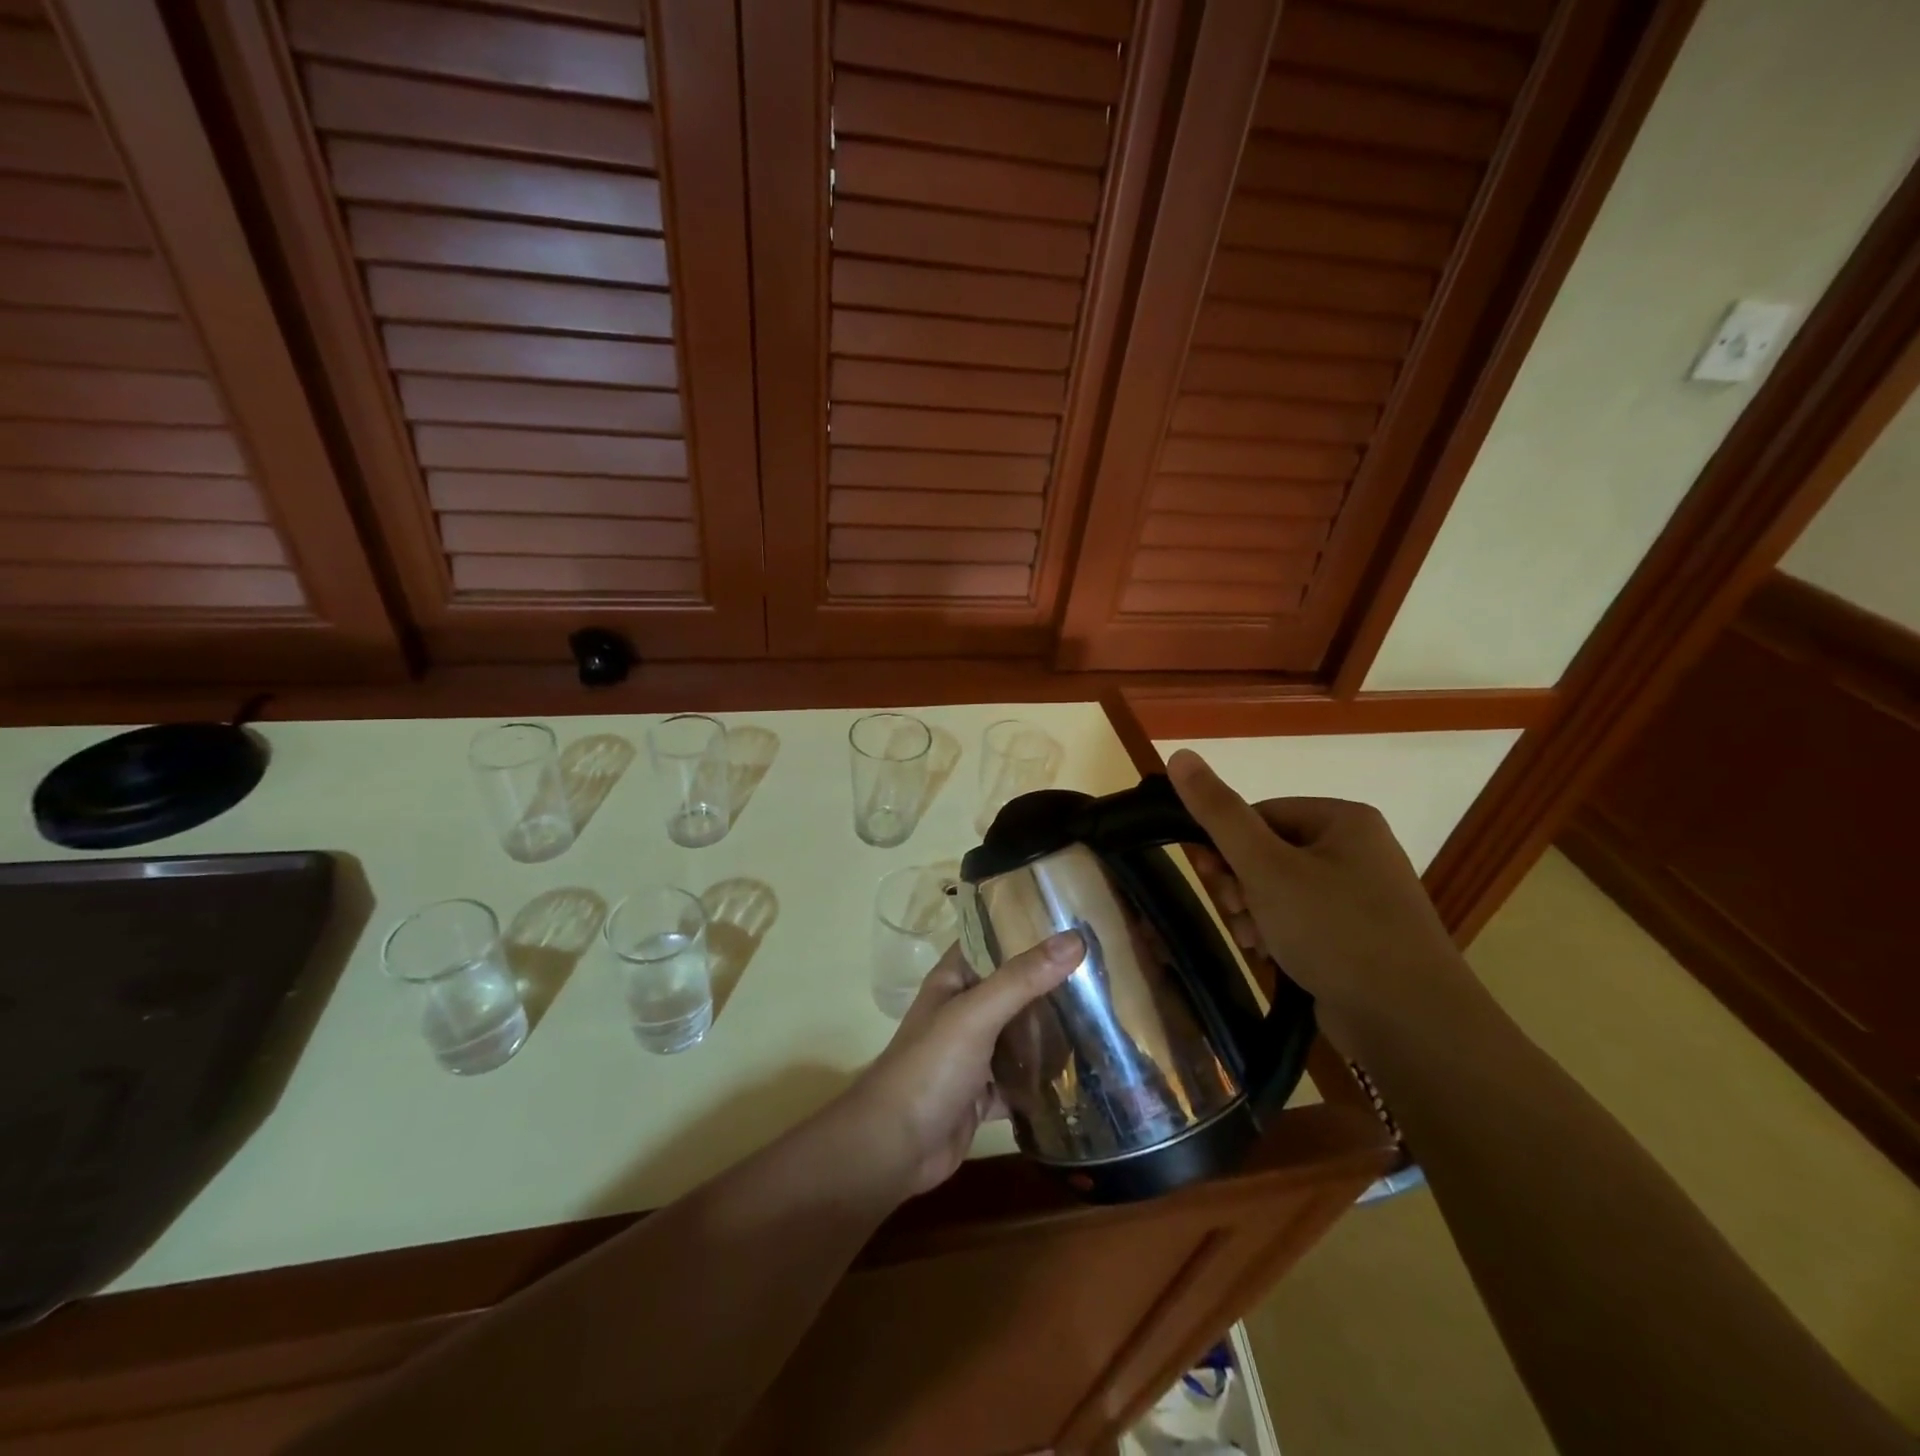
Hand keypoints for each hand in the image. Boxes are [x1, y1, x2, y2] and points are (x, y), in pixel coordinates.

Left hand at [839, 931, 1083, 1197]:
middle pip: (1014, 989)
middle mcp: (964, 1011)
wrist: (894, 1148)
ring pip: (1020, 1035)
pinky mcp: (984, 1093)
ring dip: (1052, 1032)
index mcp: (954, 980)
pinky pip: (1022, 1079)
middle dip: (1052, 985)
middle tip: (1105, 975)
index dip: (1028, 931)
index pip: (993, 941)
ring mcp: (974, 1054)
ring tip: (1105, 1018)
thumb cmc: (929, 1067)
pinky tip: (1083, 1076)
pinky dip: (1045, 1079)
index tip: (1077, 926)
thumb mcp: (976, 1014)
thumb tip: (1075, 939)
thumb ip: (1023, 978)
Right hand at [1166, 749, 1487, 1052]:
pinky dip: (1279, 934)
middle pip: (1268, 852)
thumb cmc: (1335, 930)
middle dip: (1241, 885)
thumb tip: (1180, 756)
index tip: (1210, 877)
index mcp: (1343, 819)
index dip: (1226, 846)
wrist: (1412, 1023)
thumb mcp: (1265, 867)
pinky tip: (1272, 956)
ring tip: (1254, 942)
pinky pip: (1303, 920)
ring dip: (1254, 913)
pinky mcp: (1360, 936)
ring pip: (1280, 890)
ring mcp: (1362, 895)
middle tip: (1237, 914)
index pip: (1259, 814)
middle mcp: (1357, 850)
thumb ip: (1219, 813)